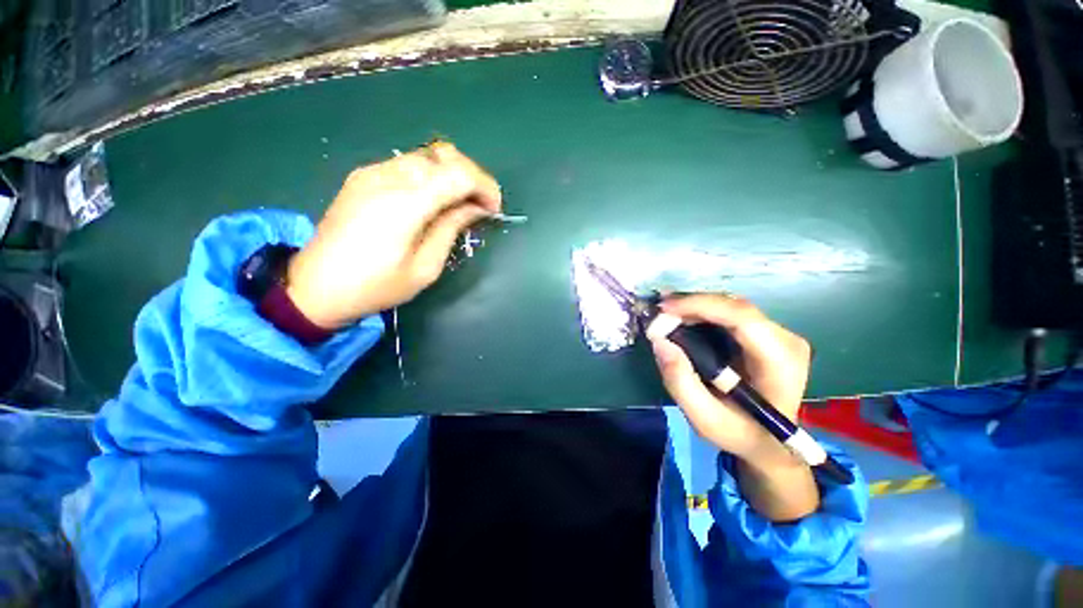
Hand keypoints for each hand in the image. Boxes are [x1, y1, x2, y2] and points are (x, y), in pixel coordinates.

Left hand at [286, 142, 501, 328]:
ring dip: (452, 174)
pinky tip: (431, 200)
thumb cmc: (376, 286)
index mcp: (406, 203)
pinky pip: (408, 163)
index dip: (485, 186)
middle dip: (472, 176)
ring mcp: (372, 172)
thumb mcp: (425, 267)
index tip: (493, 210)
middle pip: (445, 155)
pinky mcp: (363, 176)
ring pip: (427, 155)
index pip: (459, 173)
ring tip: (459, 203)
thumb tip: (474, 208)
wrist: (314, 286)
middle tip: (479, 206)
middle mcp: (389, 176)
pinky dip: (431, 175)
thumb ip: (451, 229)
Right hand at [650, 294, 817, 519]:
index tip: (664, 308)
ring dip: (694, 306)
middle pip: (734, 307)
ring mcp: (780, 334)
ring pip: (730, 306)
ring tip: (665, 314)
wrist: (770, 443)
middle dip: (692, 304)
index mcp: (780, 363)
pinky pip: (730, 313)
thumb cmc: (740, 434)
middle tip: (658, 313)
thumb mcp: (704, 419)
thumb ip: (680, 382)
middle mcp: (786, 340)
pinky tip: (682, 316)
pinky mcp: (767, 334)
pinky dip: (702, 312)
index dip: (700, 305)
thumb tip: (660, 341)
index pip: (742, 318)